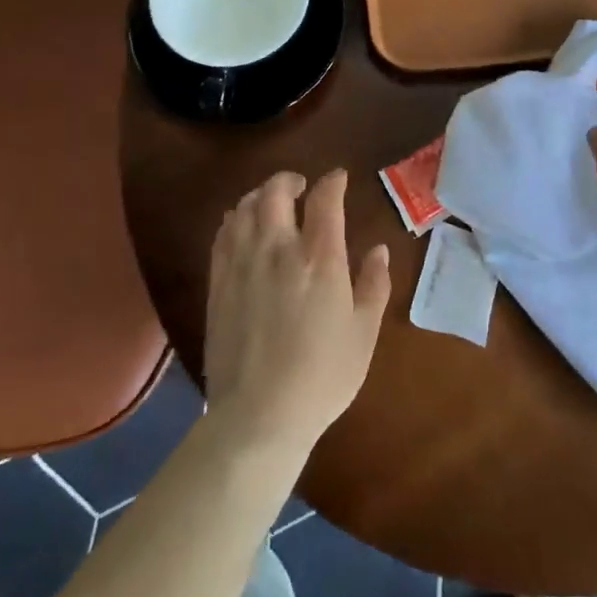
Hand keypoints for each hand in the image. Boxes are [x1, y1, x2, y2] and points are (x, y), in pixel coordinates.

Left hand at [203, 169, 391, 456]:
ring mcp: (243, 264)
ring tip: (272, 203)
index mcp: (319, 258)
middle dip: (289, 179)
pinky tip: (244, 228)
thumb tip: (378, 249)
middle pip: (276, 191)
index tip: (339, 179)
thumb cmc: (322, 376)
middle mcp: (278, 249)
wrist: (258, 417)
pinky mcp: (219, 283)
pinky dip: (236, 219)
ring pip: (245, 207)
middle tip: (301, 186)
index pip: (325, 199)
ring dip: (261, 195)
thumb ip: (374, 284)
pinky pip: (224, 234)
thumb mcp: (363, 333)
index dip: (333, 181)